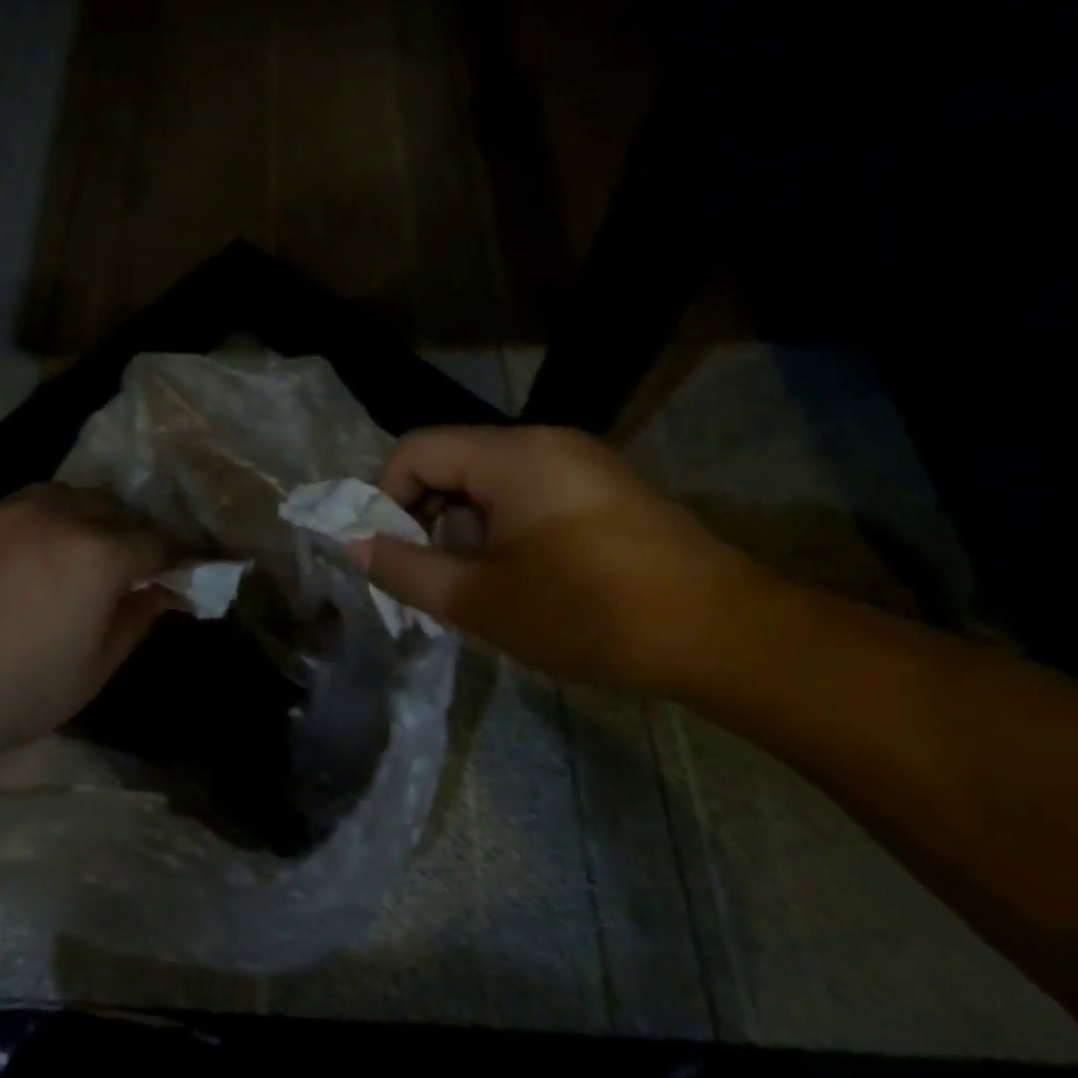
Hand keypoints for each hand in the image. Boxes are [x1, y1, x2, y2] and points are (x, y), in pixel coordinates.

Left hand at [0, 485, 179, 779]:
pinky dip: (31, 529)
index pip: (156, 541)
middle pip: (112, 508)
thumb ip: (137, 620)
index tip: (181, 574)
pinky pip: (12, 510)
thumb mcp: (91, 671)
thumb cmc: (9, 696)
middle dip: (128, 535)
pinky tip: (12, 566)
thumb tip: (168, 592)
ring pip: (62, 498)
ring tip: (70, 558)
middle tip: (125, 571)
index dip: (175, 558)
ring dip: (81, 521)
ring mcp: (1, 509)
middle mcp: (54, 514)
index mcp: (95, 554)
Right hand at [355, 426, 772, 695]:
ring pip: (489, 484)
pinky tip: (526, 582)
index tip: (391, 554)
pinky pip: (528, 495)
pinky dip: (506, 531)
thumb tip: (353, 545)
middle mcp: (544, 442)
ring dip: (468, 532)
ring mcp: (580, 462)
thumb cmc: (588, 612)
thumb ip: (405, 569)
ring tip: (487, 591)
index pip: (415, 449)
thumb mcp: (479, 601)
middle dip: (429, 521)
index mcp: (511, 455)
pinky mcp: (604, 489)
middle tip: (440, 581)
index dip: (386, 498)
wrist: (724, 634)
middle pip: (452, 464)